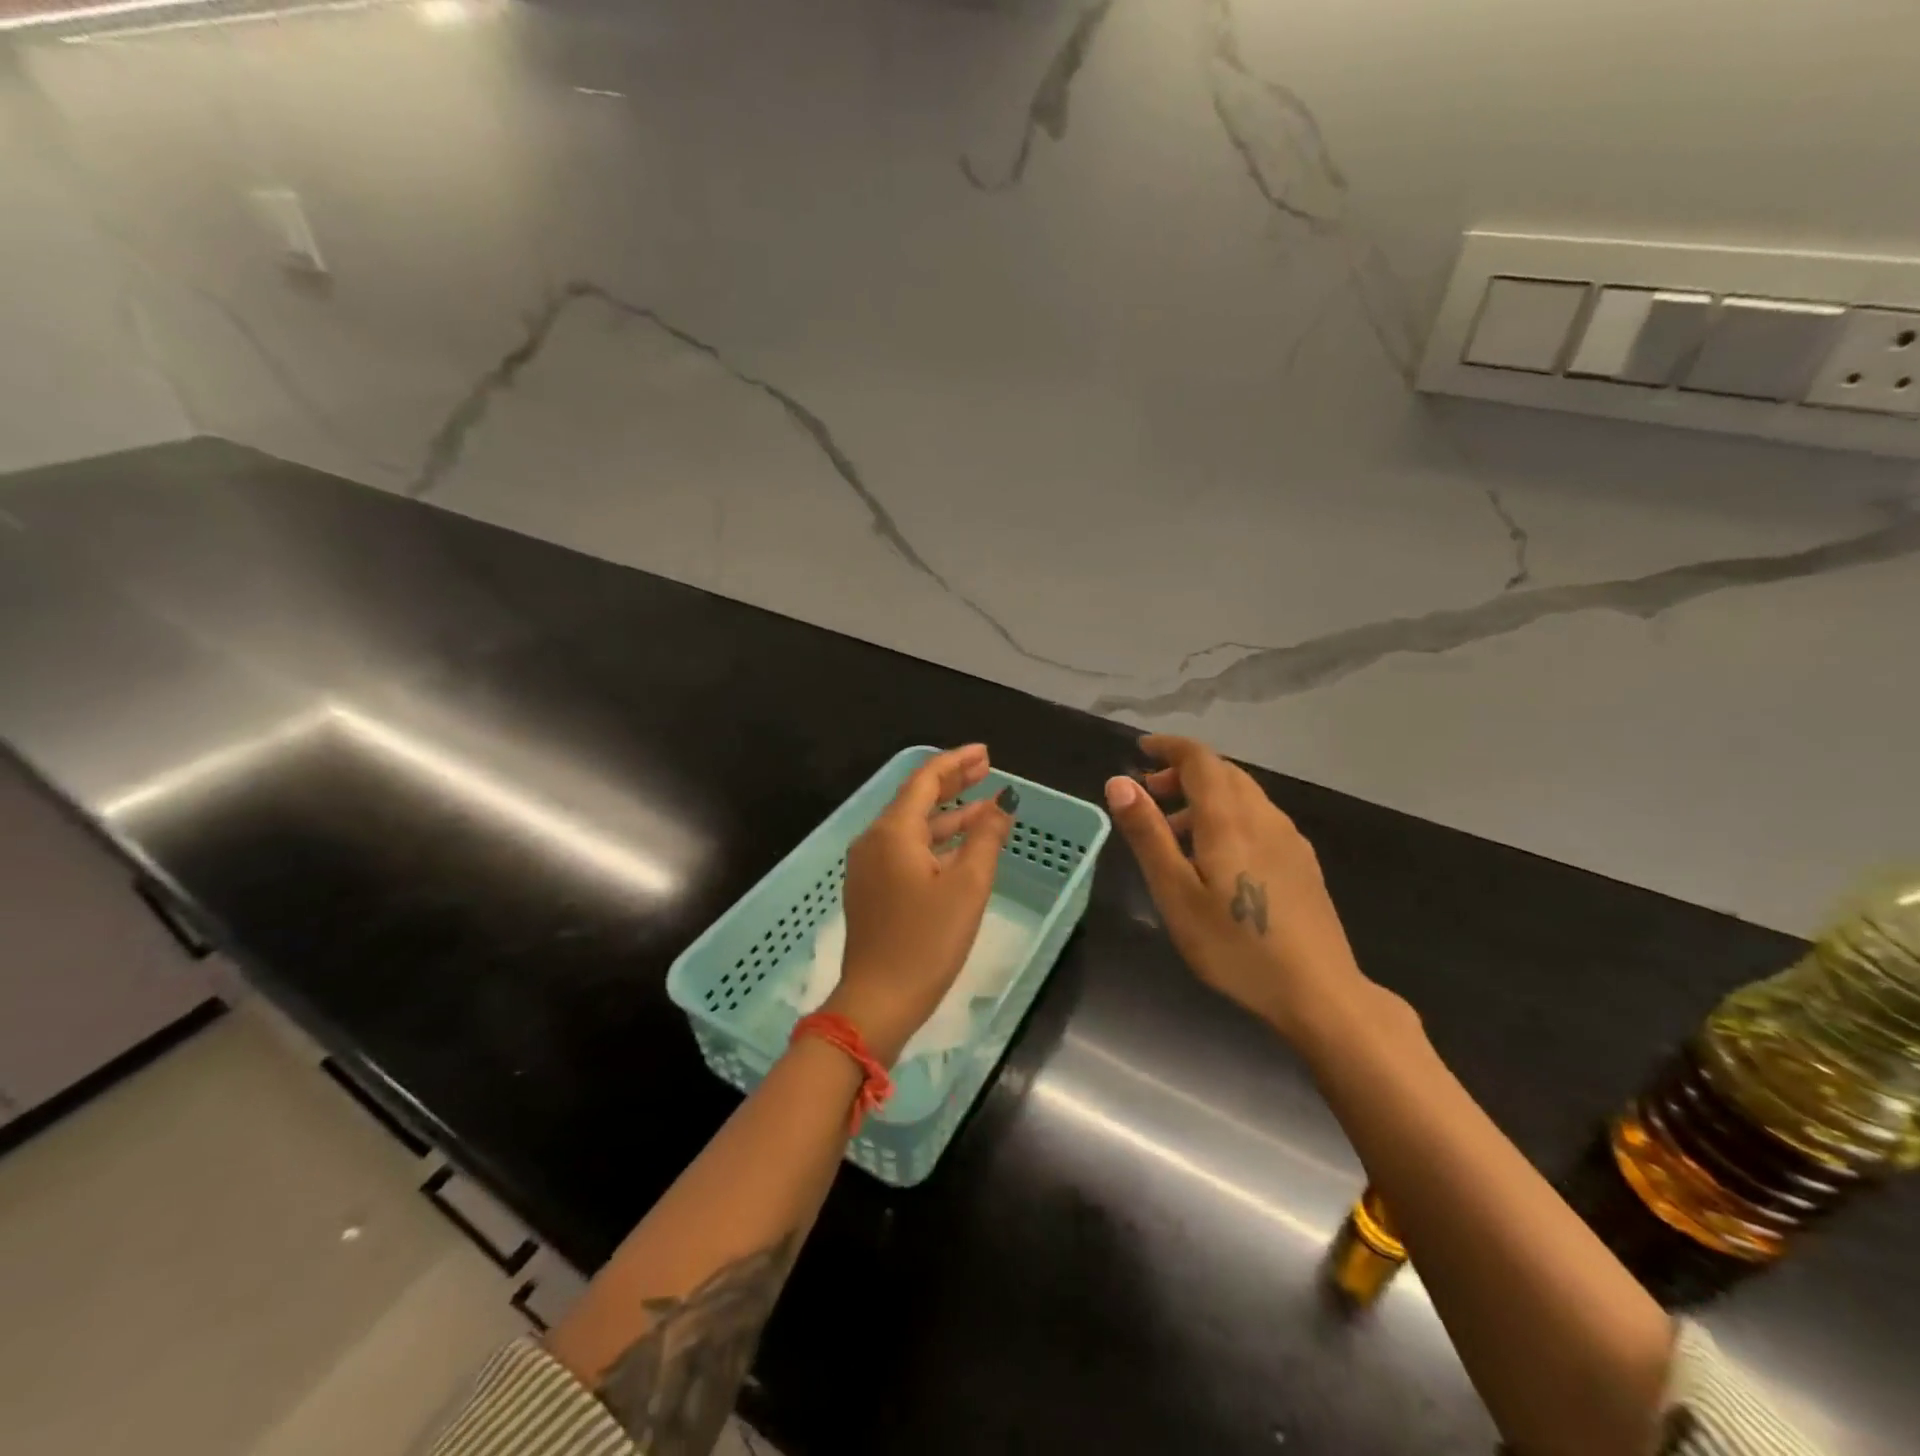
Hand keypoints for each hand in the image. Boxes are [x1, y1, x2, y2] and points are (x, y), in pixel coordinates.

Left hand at [827, 744, 1014, 1064]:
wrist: (877, 1001)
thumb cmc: (926, 941)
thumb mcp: (967, 886)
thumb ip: (985, 838)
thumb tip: (1002, 802)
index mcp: (893, 832)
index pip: (925, 780)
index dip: (956, 762)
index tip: (986, 753)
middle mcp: (874, 840)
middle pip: (916, 799)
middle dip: (953, 783)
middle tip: (987, 769)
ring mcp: (868, 866)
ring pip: (912, 827)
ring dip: (948, 815)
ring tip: (985, 807)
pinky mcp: (871, 889)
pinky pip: (905, 850)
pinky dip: (935, 841)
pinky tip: (960, 847)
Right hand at [1104, 734, 1368, 1040]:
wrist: (1319, 992)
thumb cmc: (1235, 946)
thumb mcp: (1175, 893)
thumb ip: (1147, 834)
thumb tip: (1118, 781)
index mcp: (1229, 818)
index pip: (1200, 759)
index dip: (1169, 747)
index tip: (1141, 750)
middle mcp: (1263, 816)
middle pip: (1223, 773)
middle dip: (1183, 772)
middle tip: (1150, 794)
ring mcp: (1289, 839)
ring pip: (1243, 796)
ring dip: (1205, 796)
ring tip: (1176, 832)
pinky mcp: (1302, 862)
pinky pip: (1259, 818)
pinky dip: (1229, 816)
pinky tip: (1219, 858)